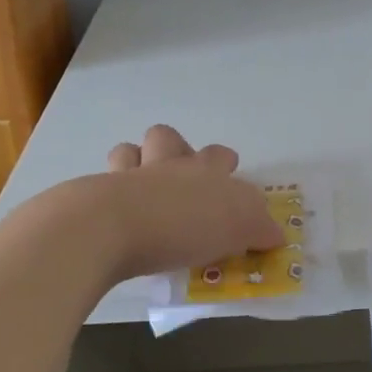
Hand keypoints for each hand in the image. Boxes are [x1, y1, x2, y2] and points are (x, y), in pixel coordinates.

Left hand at [97, 125, 283, 280]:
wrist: (114, 225)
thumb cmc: (185, 225)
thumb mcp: (239, 229)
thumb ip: (258, 228)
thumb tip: (275, 232)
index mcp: (205, 170)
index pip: (220, 157)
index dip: (225, 165)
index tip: (228, 180)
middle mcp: (168, 164)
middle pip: (171, 139)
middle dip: (178, 151)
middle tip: (183, 180)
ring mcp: (128, 175)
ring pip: (132, 149)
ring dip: (138, 160)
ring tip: (144, 185)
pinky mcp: (97, 194)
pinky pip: (105, 180)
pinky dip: (111, 188)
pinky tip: (115, 208)